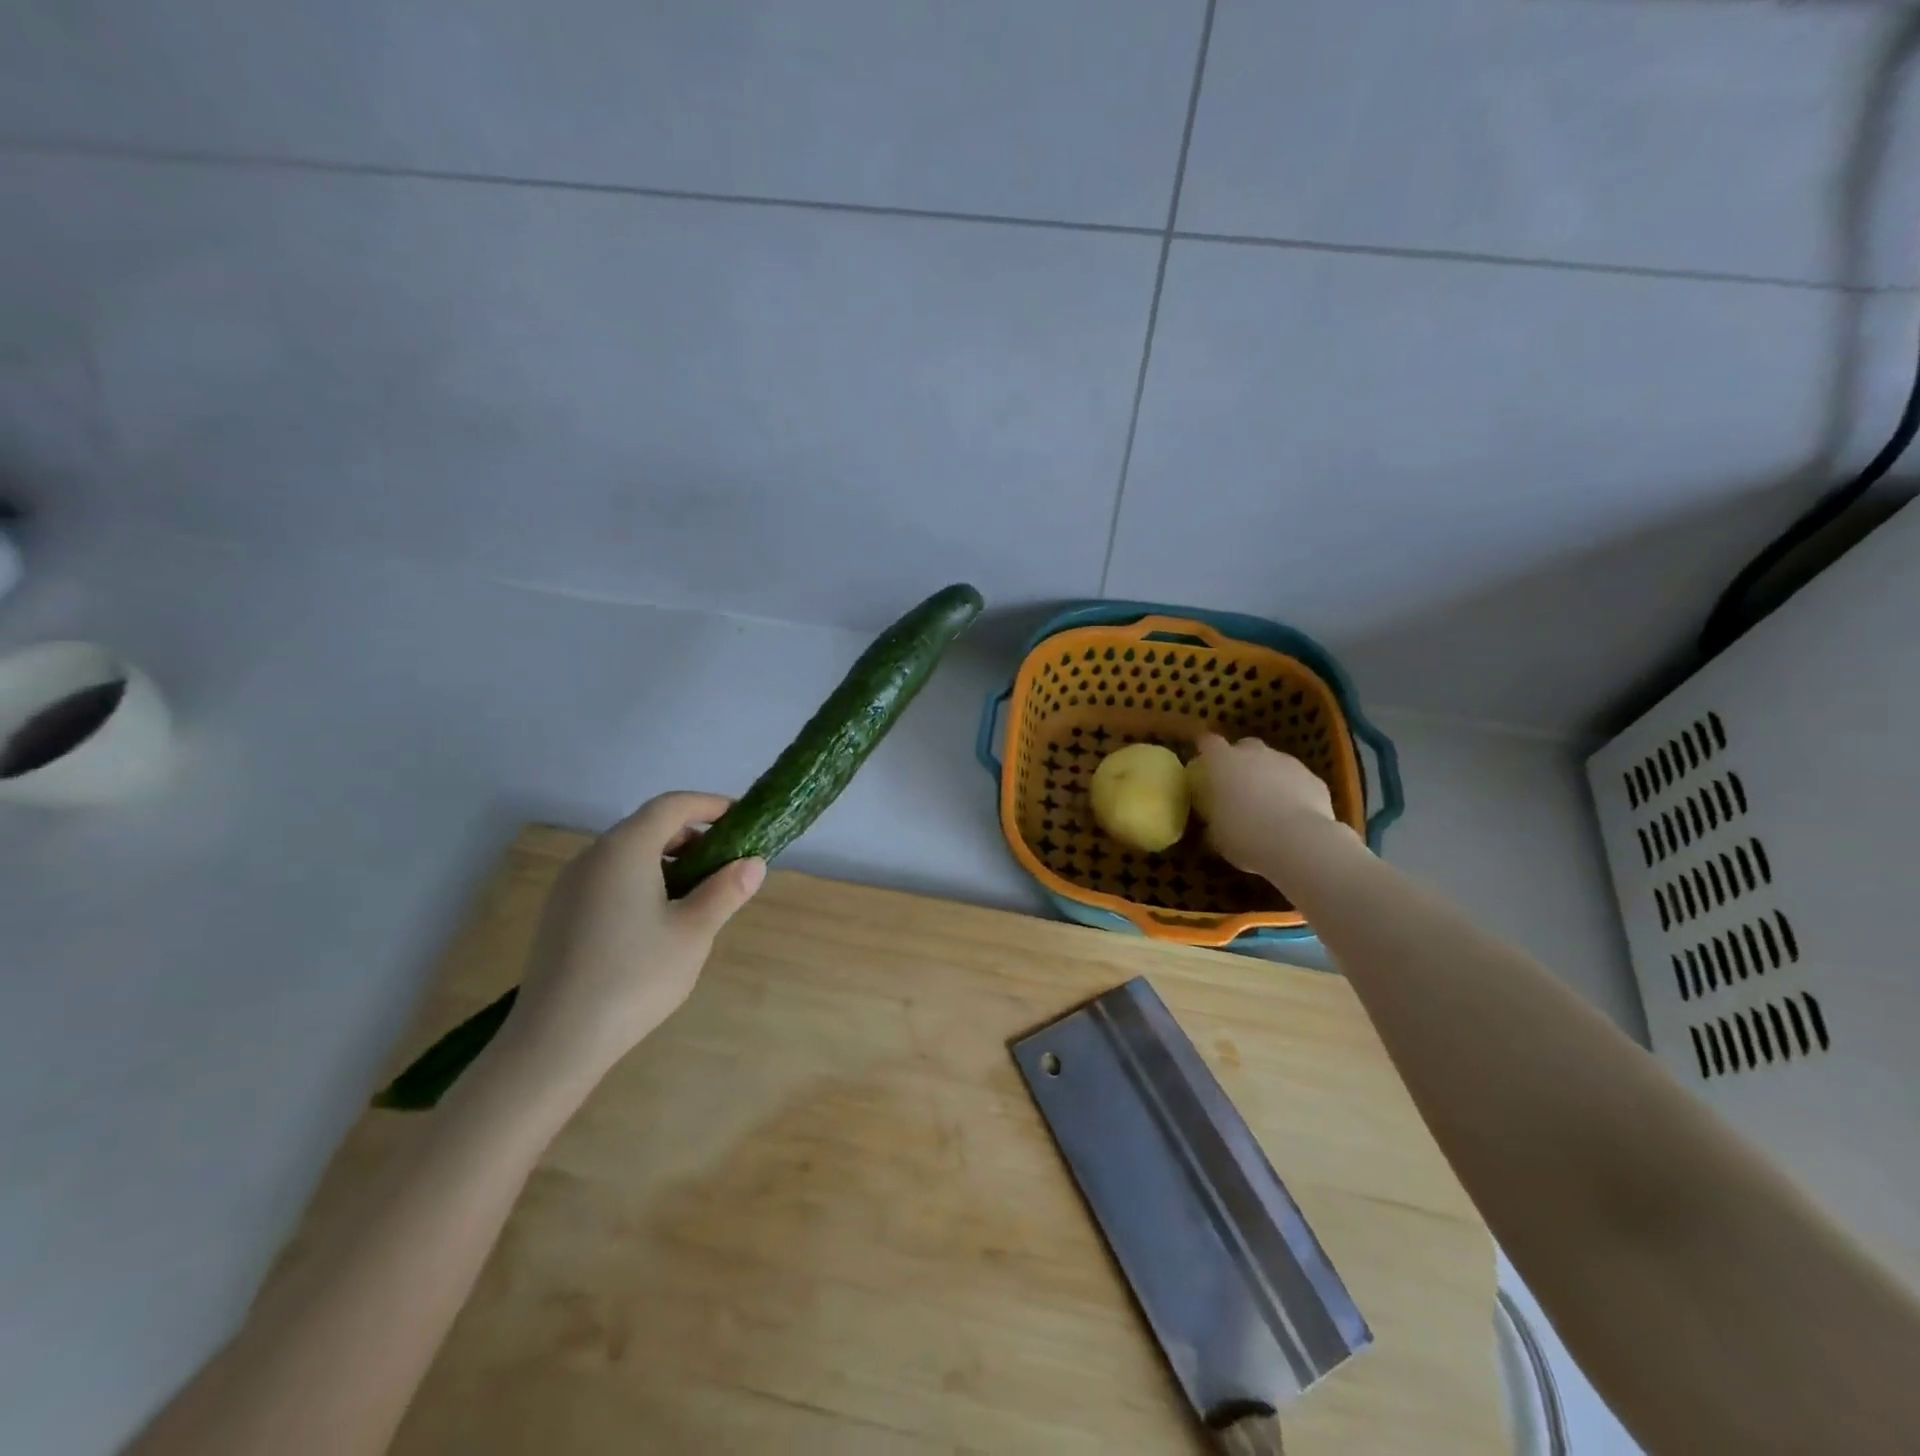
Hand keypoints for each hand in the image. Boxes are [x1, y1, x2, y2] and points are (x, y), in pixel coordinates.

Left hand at [500, 793, 764, 1087]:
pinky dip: (642, 879)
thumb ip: (726, 891)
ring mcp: (571, 885)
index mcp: (625, 850)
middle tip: (726, 862)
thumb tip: (753, 863)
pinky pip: (609, 877)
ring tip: (697, 893)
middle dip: (692, 834)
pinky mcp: (561, 913)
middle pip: (648, 826)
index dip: (710, 805)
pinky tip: (658, 919)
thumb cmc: (634, 977)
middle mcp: (593, 856)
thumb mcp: (694, 933)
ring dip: (668, 859)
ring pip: (628, 853)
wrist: (555, 1041)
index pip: (672, 805)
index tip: (741, 818)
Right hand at [1193, 734, 1343, 877]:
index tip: (1203, 763)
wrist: (1299, 842)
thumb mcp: (1215, 834)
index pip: (1208, 743)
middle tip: (1237, 786)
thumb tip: (1214, 820)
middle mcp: (1255, 754)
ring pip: (1274, 763)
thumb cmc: (1244, 835)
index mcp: (1222, 762)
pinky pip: (1298, 781)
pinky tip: (1293, 817)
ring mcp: (1288, 763)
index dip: (1205, 750)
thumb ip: (1213, 818)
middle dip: (1241, 761)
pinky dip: (1294, 793)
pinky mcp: (1314, 779)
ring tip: (1268, 806)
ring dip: (1269, 778)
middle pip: (1245, 747)